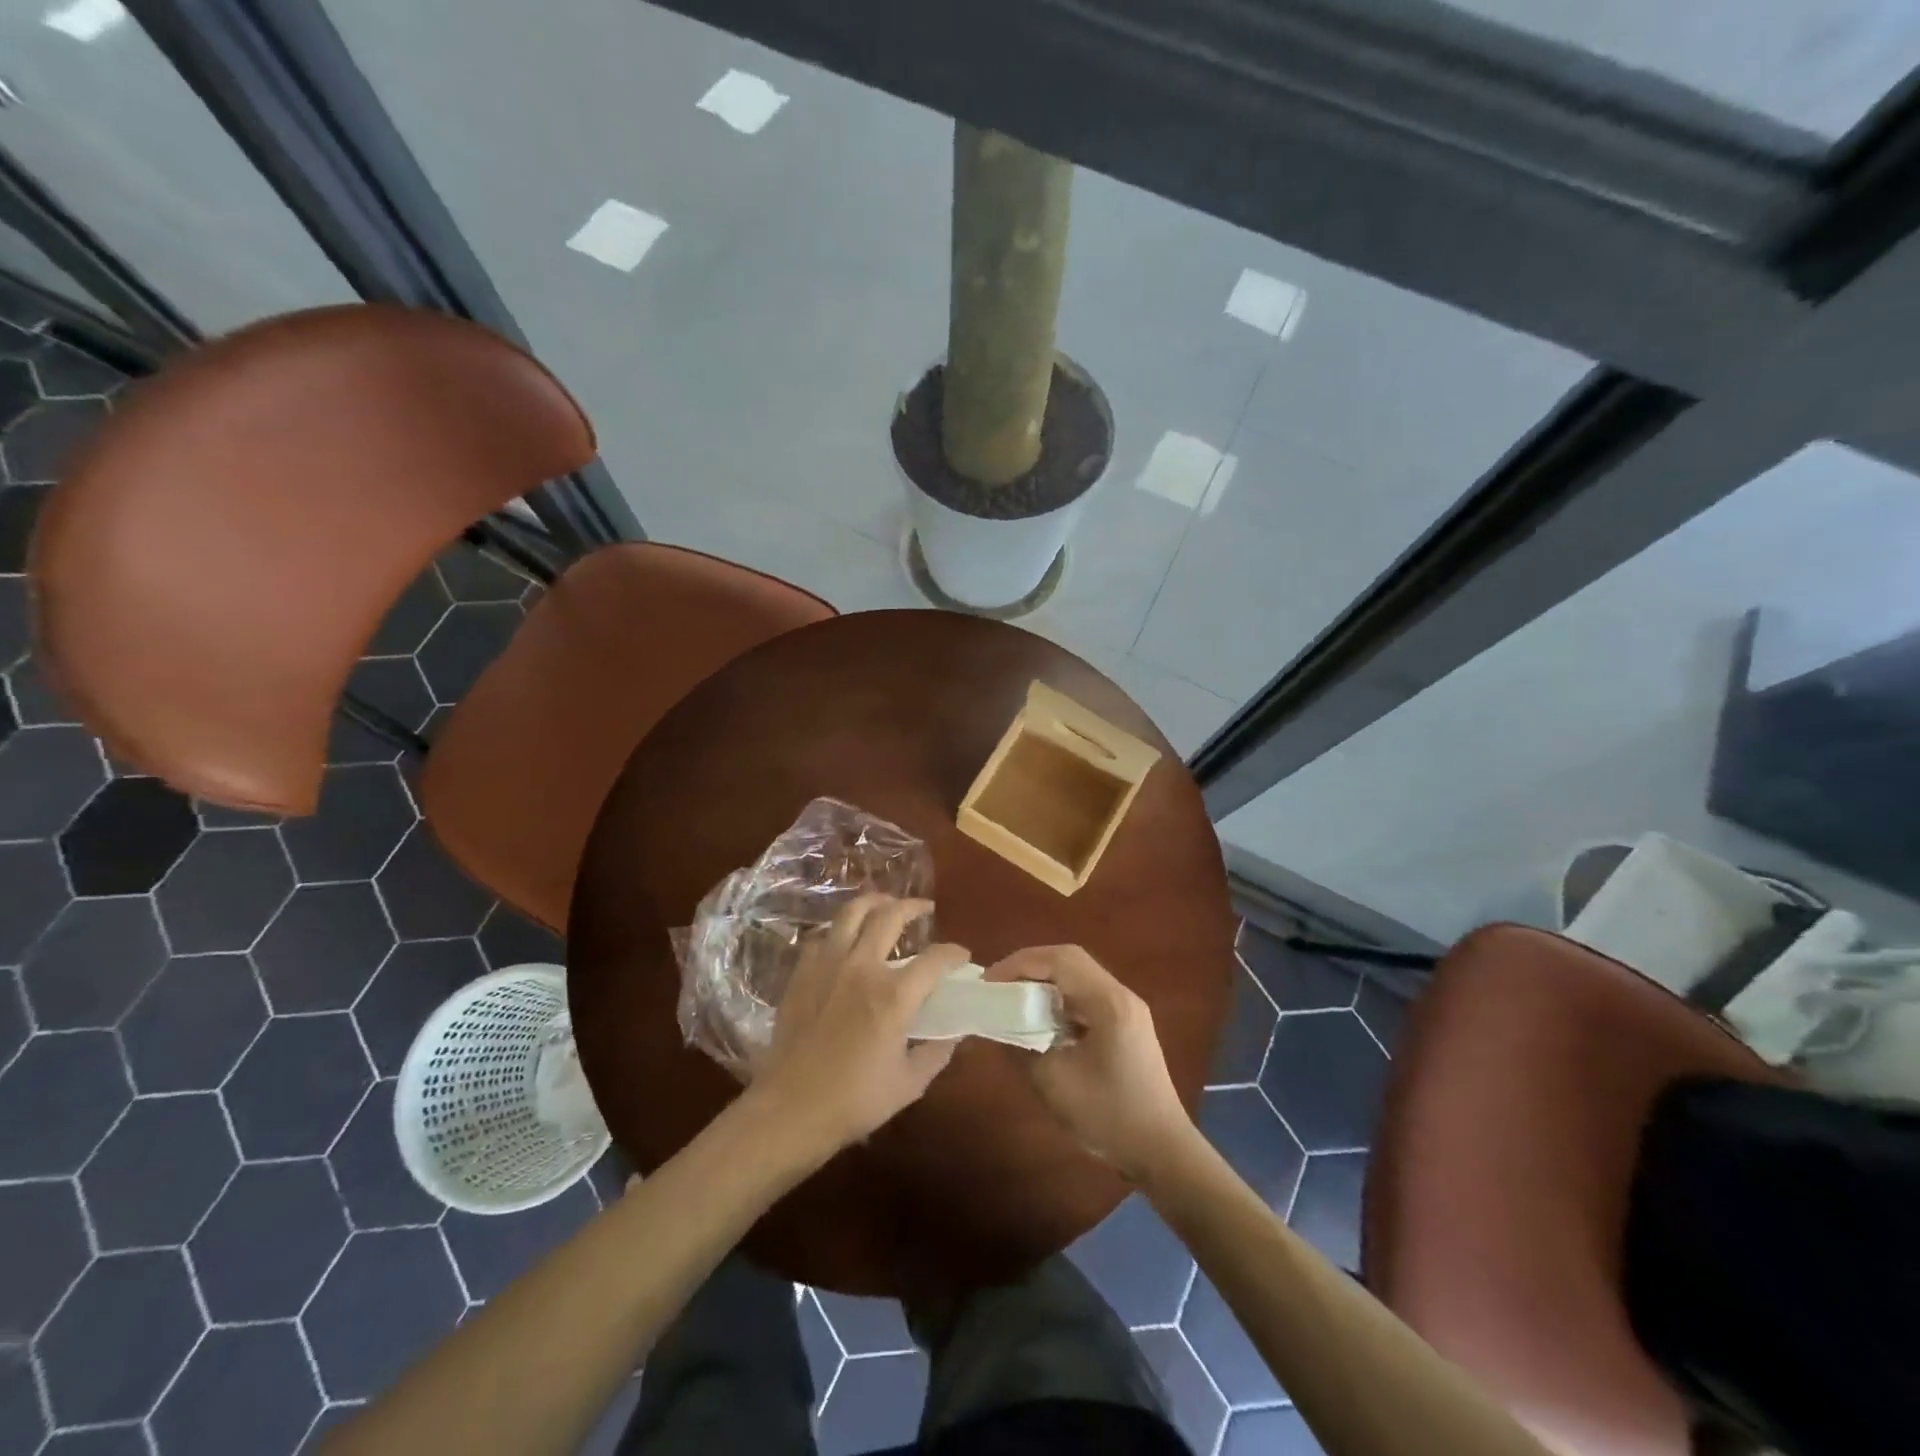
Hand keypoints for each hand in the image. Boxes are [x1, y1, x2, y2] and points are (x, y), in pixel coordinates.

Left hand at [749, 896, 968, 1155]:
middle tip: (924, 909)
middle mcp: (862, 967)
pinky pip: (822, 937)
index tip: (962, 957)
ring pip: (851, 913)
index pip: (935, 959)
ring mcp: (827, 965)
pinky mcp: (802, 973)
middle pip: (890, 916)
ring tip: (885, 904)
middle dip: (913, 907)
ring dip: (874, 903)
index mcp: (894, 995)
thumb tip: (956, 1032)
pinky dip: (839, 931)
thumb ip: (937, 1052)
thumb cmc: (854, 1101)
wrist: (790, 1110)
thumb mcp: (909, 1083)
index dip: (954, 954)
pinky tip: (845, 939)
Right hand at [988, 945, 1192, 1181]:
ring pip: (1078, 977)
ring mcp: (1126, 1009)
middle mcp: (1120, 995)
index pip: (1060, 960)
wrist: (1162, 1152)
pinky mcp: (1125, 1025)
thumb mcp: (1054, 1083)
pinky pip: (1085, 997)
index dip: (1020, 963)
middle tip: (998, 986)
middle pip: (1070, 961)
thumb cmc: (1109, 1116)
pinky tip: (1039, 1020)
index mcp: (1108, 1002)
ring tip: (1012, 999)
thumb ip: (1021, 1047)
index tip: (989, 982)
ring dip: (1044, 982)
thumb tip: (996, 1026)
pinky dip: (1058, 1000)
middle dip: (1029, 967)